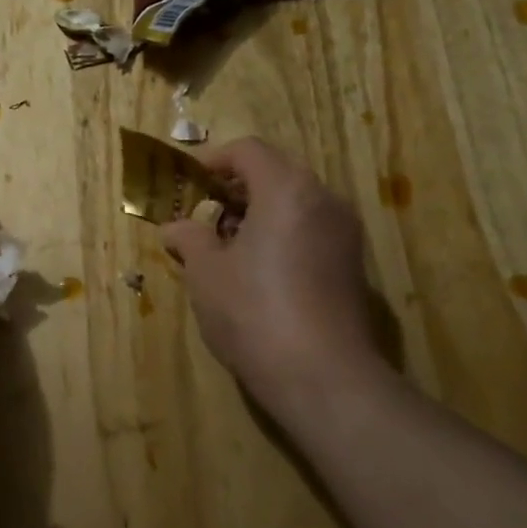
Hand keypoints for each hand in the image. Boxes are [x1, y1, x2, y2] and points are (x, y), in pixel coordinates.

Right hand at [160, 138, 380, 407]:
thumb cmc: (253, 312)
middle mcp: (324, 200)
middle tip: (203, 214)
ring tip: (225, 245)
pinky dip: (281, 233)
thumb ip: (189, 238)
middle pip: (276, 172)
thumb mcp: (206, 273)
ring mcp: (344, 233)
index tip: (188, 182)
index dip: (213, 159)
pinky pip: (310, 229)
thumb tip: (175, 227)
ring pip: (295, 202)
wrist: (322, 376)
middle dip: (235, 188)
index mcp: (287, 190)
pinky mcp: (351, 264)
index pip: (249, 151)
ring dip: (258, 211)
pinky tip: (257, 269)